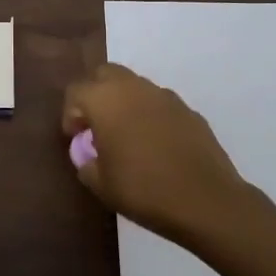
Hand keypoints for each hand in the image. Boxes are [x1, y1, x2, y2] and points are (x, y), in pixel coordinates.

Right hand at [61, 63, 263, 246]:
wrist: (206, 201)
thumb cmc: (144, 190)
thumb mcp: (101, 184)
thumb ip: (86, 163)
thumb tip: (88, 155)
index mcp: (105, 100)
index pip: (76, 91)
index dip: (70, 114)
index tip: (75, 139)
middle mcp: (133, 88)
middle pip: (105, 74)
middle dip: (96, 95)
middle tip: (97, 126)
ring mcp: (165, 96)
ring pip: (135, 85)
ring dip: (124, 102)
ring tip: (127, 136)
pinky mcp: (189, 110)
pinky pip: (160, 104)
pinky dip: (151, 115)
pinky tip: (157, 145)